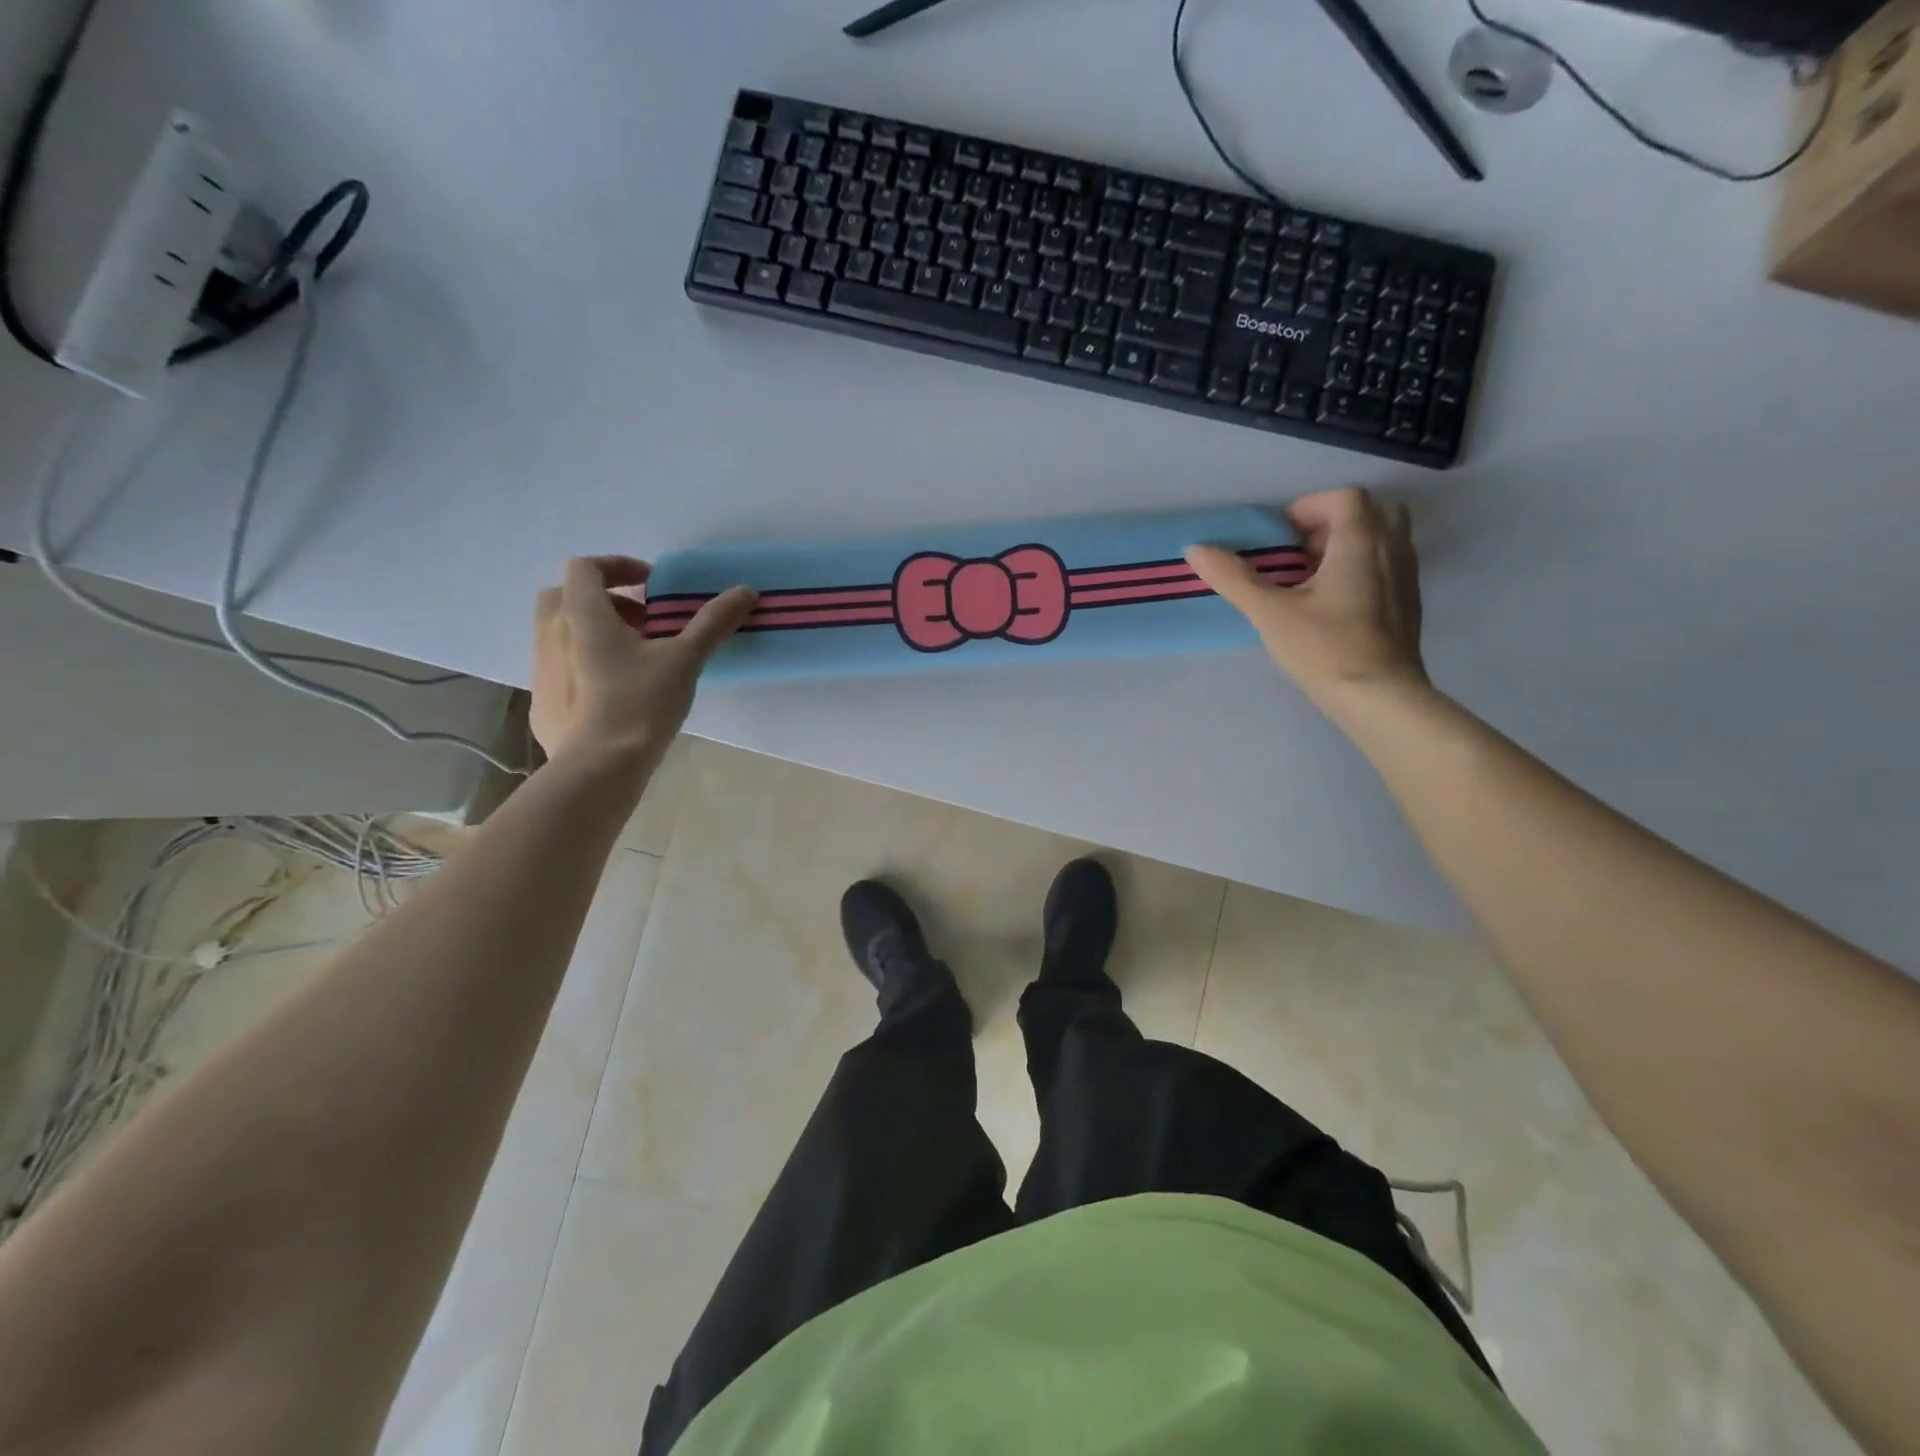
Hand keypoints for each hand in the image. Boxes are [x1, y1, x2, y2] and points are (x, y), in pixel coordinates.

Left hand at [531, 557, 755, 766]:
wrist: (598, 768)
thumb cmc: (640, 703)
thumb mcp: (685, 659)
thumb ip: (713, 622)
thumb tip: (746, 591)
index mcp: (582, 614)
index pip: (585, 567)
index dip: (618, 566)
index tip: (652, 585)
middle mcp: (551, 633)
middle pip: (567, 596)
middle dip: (605, 600)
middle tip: (642, 621)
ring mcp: (541, 669)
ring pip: (562, 633)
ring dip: (595, 632)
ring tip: (634, 659)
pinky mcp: (542, 702)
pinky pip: (561, 668)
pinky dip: (585, 666)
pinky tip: (615, 695)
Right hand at [1188, 487, 1426, 712]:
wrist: (1380, 699)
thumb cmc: (1325, 648)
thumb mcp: (1270, 612)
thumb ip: (1234, 578)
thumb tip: (1196, 549)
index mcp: (1361, 542)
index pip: (1344, 498)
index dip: (1308, 508)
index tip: (1280, 538)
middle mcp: (1392, 550)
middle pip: (1369, 513)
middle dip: (1330, 525)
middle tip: (1298, 554)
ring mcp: (1406, 578)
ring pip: (1381, 541)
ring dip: (1346, 548)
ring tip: (1310, 581)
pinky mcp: (1407, 606)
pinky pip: (1386, 568)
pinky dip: (1360, 571)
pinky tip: (1331, 606)